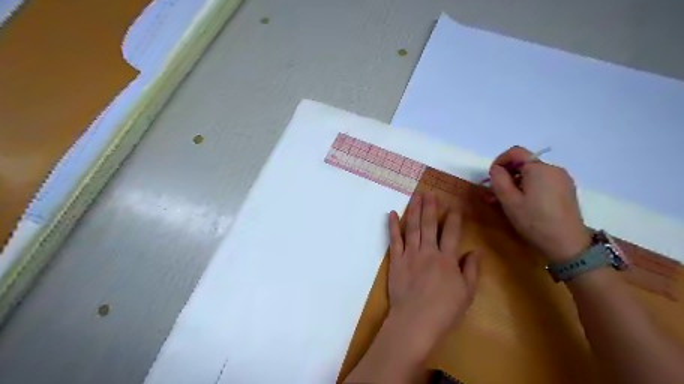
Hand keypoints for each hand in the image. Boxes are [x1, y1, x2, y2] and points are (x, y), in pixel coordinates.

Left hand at [388, 192, 475, 355]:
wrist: (415, 321)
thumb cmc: (444, 310)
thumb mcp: (467, 293)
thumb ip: (471, 270)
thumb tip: (475, 250)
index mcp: (447, 259)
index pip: (451, 232)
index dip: (454, 218)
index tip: (454, 205)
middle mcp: (428, 251)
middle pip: (429, 225)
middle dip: (431, 207)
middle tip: (430, 193)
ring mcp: (410, 254)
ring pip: (412, 227)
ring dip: (414, 210)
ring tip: (416, 196)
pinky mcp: (396, 260)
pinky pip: (394, 240)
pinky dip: (392, 226)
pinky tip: (391, 213)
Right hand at [490, 145, 590, 261]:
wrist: (567, 244)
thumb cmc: (534, 221)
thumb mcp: (509, 200)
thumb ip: (498, 180)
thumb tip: (496, 169)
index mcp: (539, 168)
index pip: (515, 152)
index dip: (499, 161)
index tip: (491, 176)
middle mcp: (553, 169)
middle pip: (524, 163)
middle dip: (507, 175)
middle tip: (495, 193)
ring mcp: (562, 179)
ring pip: (532, 174)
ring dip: (516, 183)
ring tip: (506, 201)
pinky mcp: (566, 190)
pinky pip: (542, 182)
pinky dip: (529, 188)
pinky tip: (523, 204)